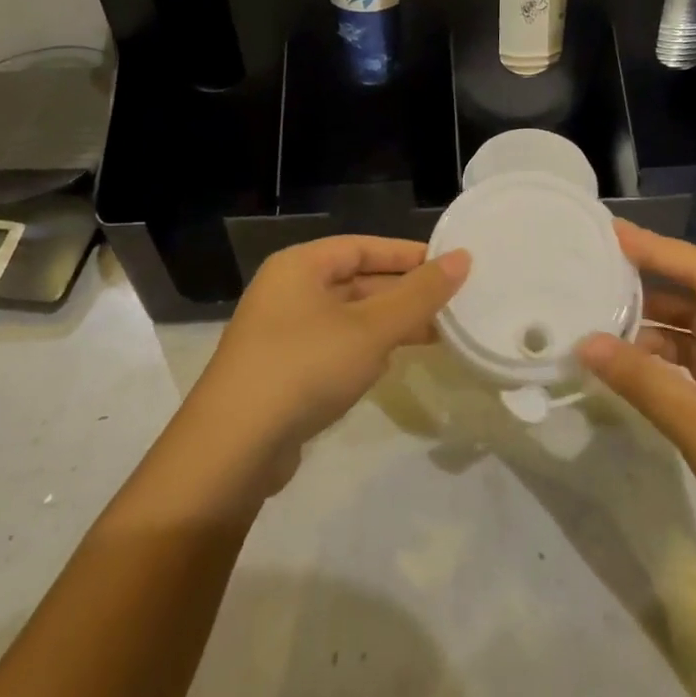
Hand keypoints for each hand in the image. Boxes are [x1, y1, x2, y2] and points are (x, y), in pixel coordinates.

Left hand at [185, 237, 469, 490]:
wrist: (232, 450)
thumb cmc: (305, 367)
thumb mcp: (372, 328)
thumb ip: (420, 294)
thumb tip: (463, 258)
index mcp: (300, 266)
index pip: (363, 246)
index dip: (407, 254)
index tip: (450, 265)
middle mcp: (287, 291)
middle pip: (355, 280)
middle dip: (402, 294)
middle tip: (451, 305)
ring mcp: (281, 333)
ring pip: (347, 317)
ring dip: (388, 324)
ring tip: (436, 335)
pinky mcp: (281, 372)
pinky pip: (334, 346)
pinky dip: (365, 349)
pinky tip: (392, 364)